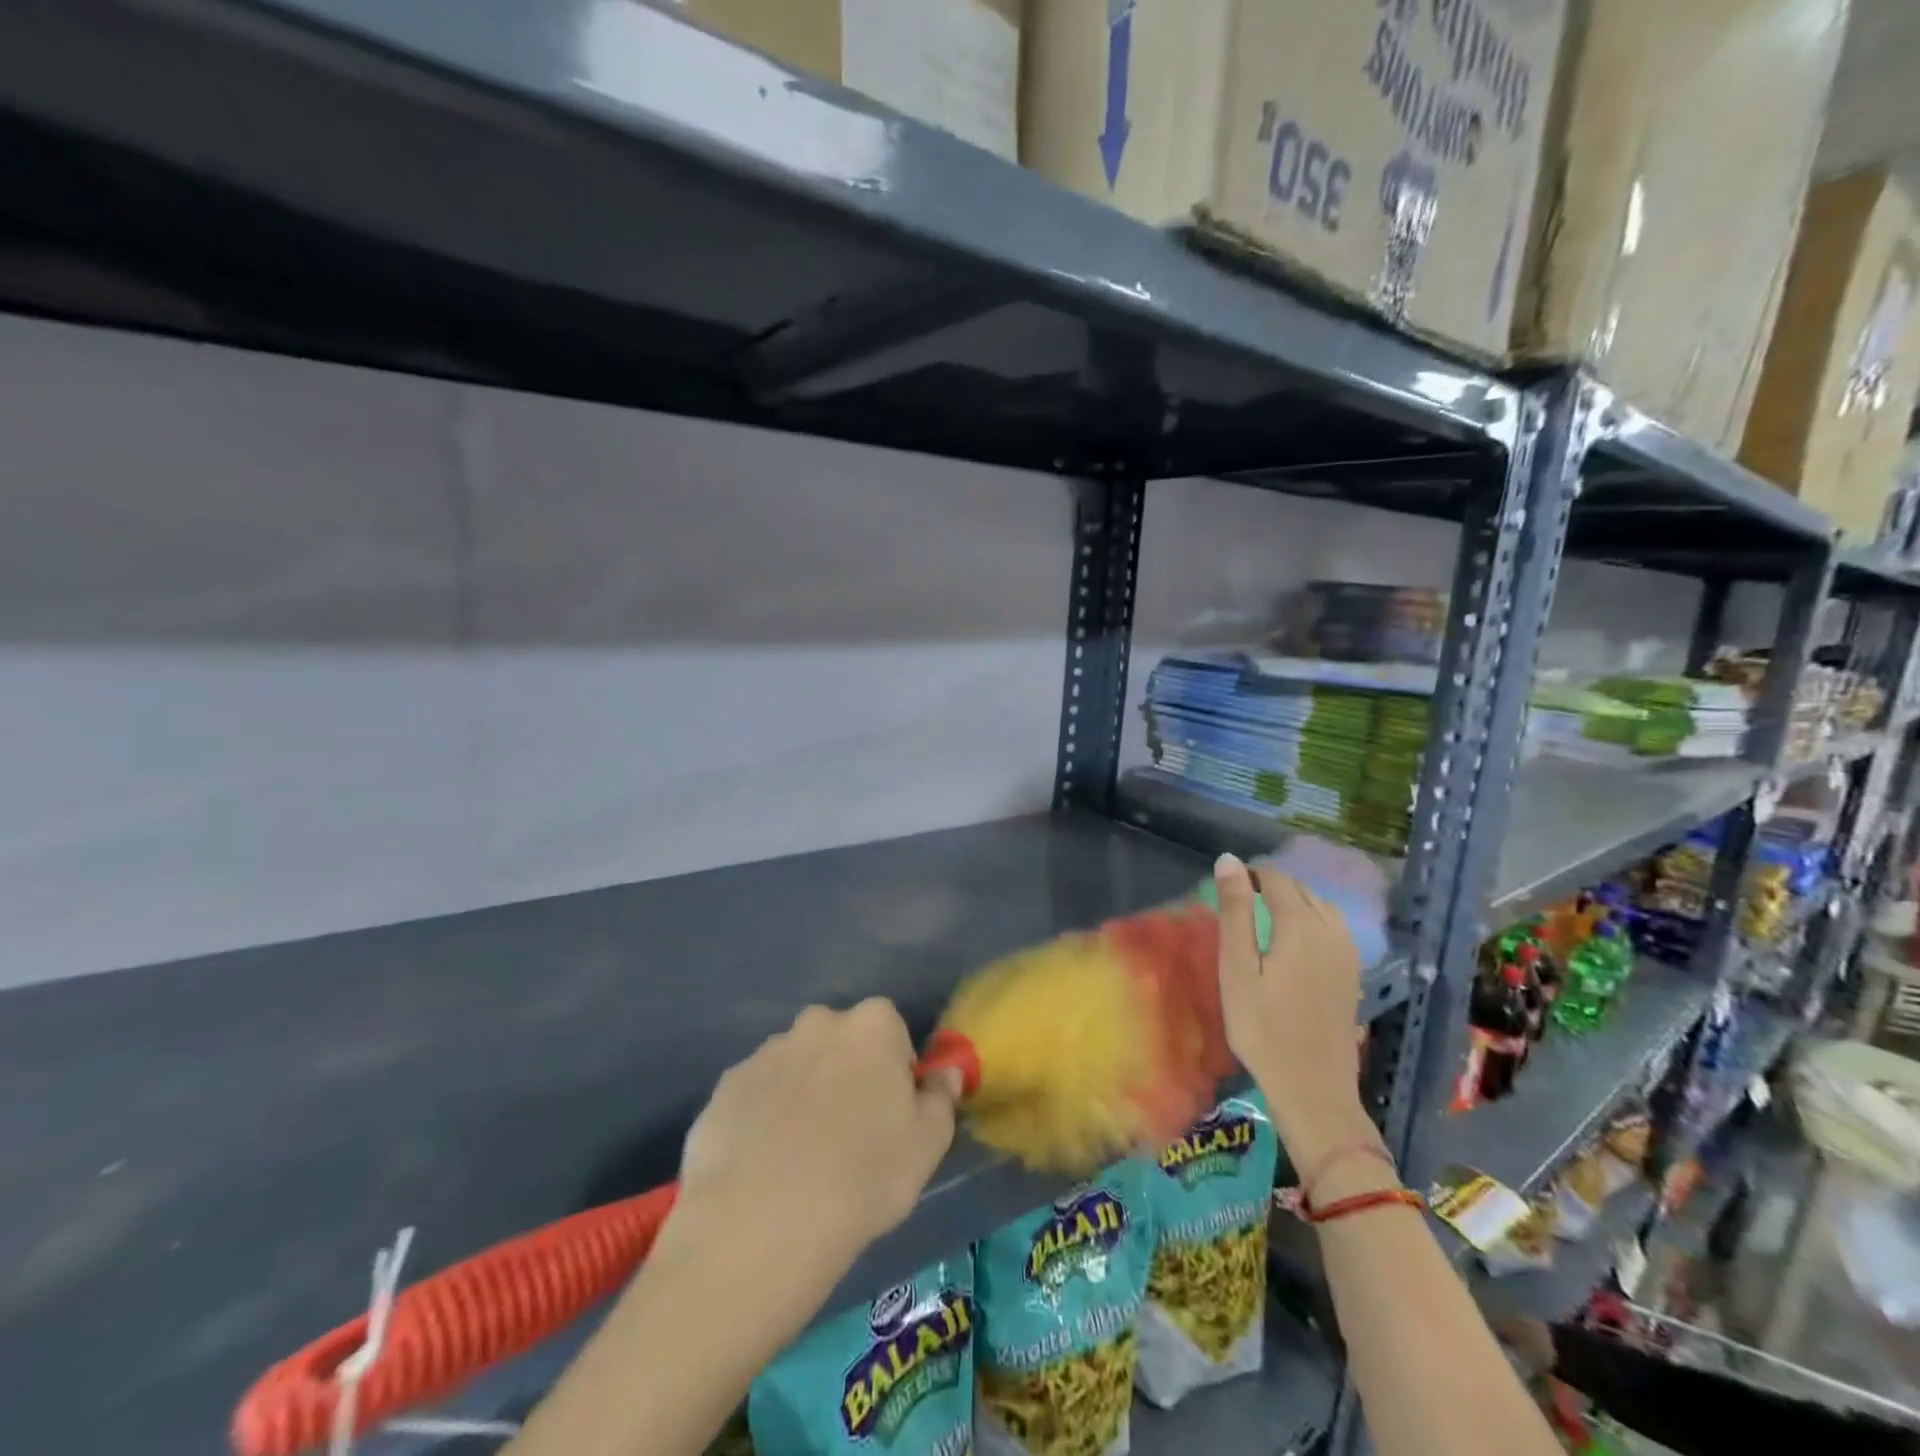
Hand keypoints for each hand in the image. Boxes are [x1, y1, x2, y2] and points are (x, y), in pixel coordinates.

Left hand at [670, 999, 962, 1270]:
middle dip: (846, 1075)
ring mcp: (764, 1053)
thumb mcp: (929, 1143)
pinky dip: (762, 1120)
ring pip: (796, 1068)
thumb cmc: (865, 1176)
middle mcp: (816, 1023)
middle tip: (847, 1138)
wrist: (763, 1223)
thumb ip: (941, 1096)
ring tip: (800, 1161)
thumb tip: (944, 1072)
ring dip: (802, 1096)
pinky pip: (755, 1097)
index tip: (890, 1117)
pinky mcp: (725, 1088)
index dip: (894, 1072)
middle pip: (840, 1043)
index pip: (892, 1031)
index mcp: (871, 1025)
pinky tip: (762, 1169)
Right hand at [1214, 851, 1376, 1164]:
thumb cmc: (1262, 1027)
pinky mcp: (1353, 975)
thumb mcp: (1237, 968)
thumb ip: (1235, 911)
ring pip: (1323, 908)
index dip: (1253, 874)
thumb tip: (1229, 860)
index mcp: (1301, 925)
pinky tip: (1298, 941)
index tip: (1229, 884)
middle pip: (1303, 890)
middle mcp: (1331, 931)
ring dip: (1296, 902)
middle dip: (1274, 886)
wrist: (1313, 1088)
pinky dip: (1314, 920)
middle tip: (1241, 900)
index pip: (1277, 880)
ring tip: (1267, 915)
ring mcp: (1348, 954)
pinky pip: (1336, 929)